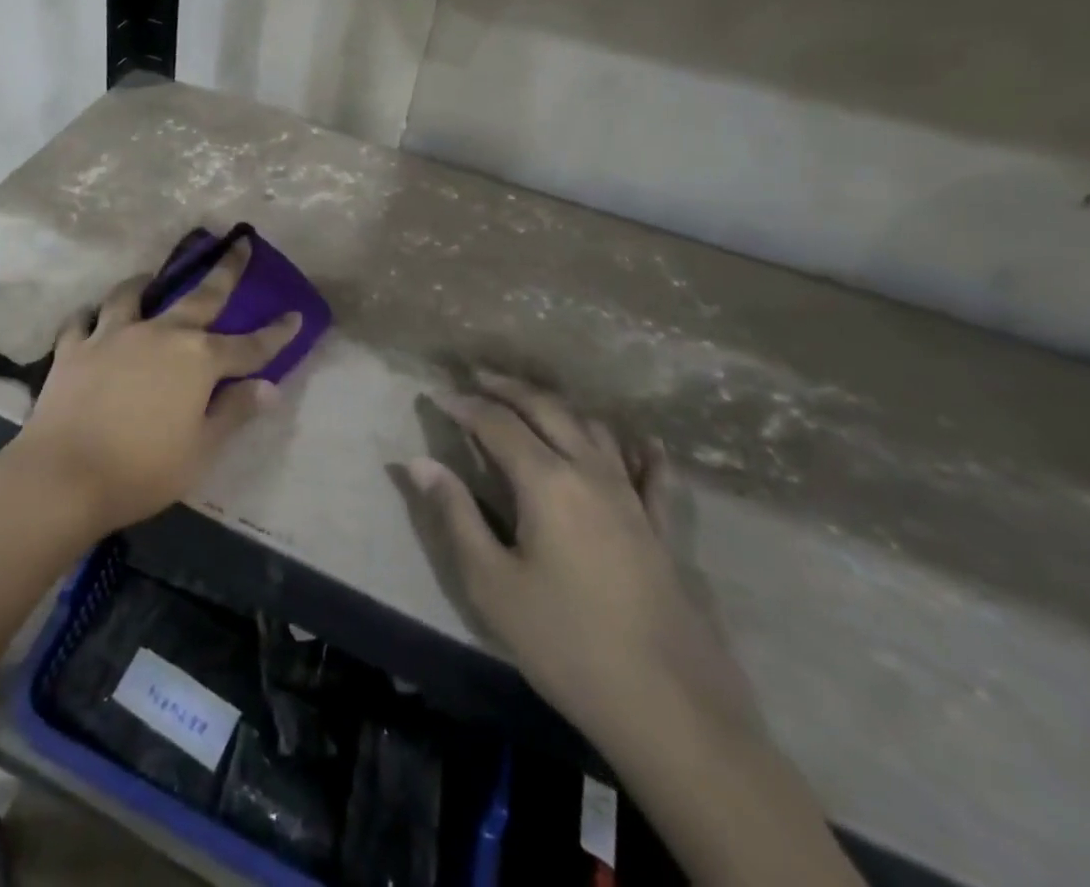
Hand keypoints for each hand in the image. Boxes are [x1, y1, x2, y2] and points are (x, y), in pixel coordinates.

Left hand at [7, 238, 301, 537]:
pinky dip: (90, 317)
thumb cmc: (143, 470)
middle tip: (240, 244)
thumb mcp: (201, 450)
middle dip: (226, 270)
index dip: (275, 333)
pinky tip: (91, 319)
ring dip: (145, 284)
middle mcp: (160, 334)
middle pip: (200, 297)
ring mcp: (113, 335)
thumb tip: (269, 387)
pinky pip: (82, 321)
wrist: (65, 475)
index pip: (248, 346)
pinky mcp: (74, 348)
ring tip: (148, 279)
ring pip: (131, 295)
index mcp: (197, 360)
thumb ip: (235, 412)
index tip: (293, 314)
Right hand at [403, 372, 756, 748]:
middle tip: (479, 377)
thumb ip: (454, 515)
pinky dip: (640, 452)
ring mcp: (633, 499)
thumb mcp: (492, 584)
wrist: (670, 712)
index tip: (437, 396)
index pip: (497, 424)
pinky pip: (653, 475)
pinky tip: (640, 445)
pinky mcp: (663, 530)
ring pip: (595, 431)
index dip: (464, 405)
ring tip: (534, 404)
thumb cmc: (566, 644)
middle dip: (510, 389)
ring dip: (560, 408)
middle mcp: (591, 473)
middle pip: (548, 410)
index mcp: (547, 481)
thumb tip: (418, 462)